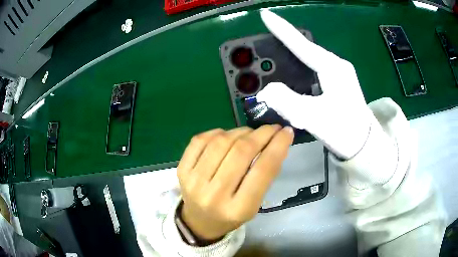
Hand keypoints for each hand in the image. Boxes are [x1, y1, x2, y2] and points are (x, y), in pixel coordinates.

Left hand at [177, 125, 293, 240]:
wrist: (199, 221)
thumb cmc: (231, 215)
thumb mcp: (254, 204)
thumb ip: (264, 176)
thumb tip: (275, 142)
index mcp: (238, 208)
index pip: (263, 170)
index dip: (278, 146)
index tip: (287, 132)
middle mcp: (215, 195)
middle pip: (241, 152)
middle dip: (262, 134)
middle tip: (272, 128)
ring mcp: (194, 181)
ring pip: (221, 142)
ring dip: (241, 131)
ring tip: (250, 133)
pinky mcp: (182, 170)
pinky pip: (200, 140)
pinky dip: (218, 132)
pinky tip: (227, 135)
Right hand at [256, 10, 372, 158]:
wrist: (365, 145)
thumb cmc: (344, 131)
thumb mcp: (314, 118)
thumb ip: (288, 102)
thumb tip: (265, 91)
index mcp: (333, 68)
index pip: (303, 45)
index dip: (282, 29)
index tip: (265, 15)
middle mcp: (337, 66)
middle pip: (306, 49)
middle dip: (285, 42)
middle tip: (265, 37)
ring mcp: (339, 74)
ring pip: (310, 59)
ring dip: (292, 56)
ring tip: (274, 54)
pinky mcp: (338, 83)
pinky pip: (314, 69)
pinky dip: (300, 69)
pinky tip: (293, 74)